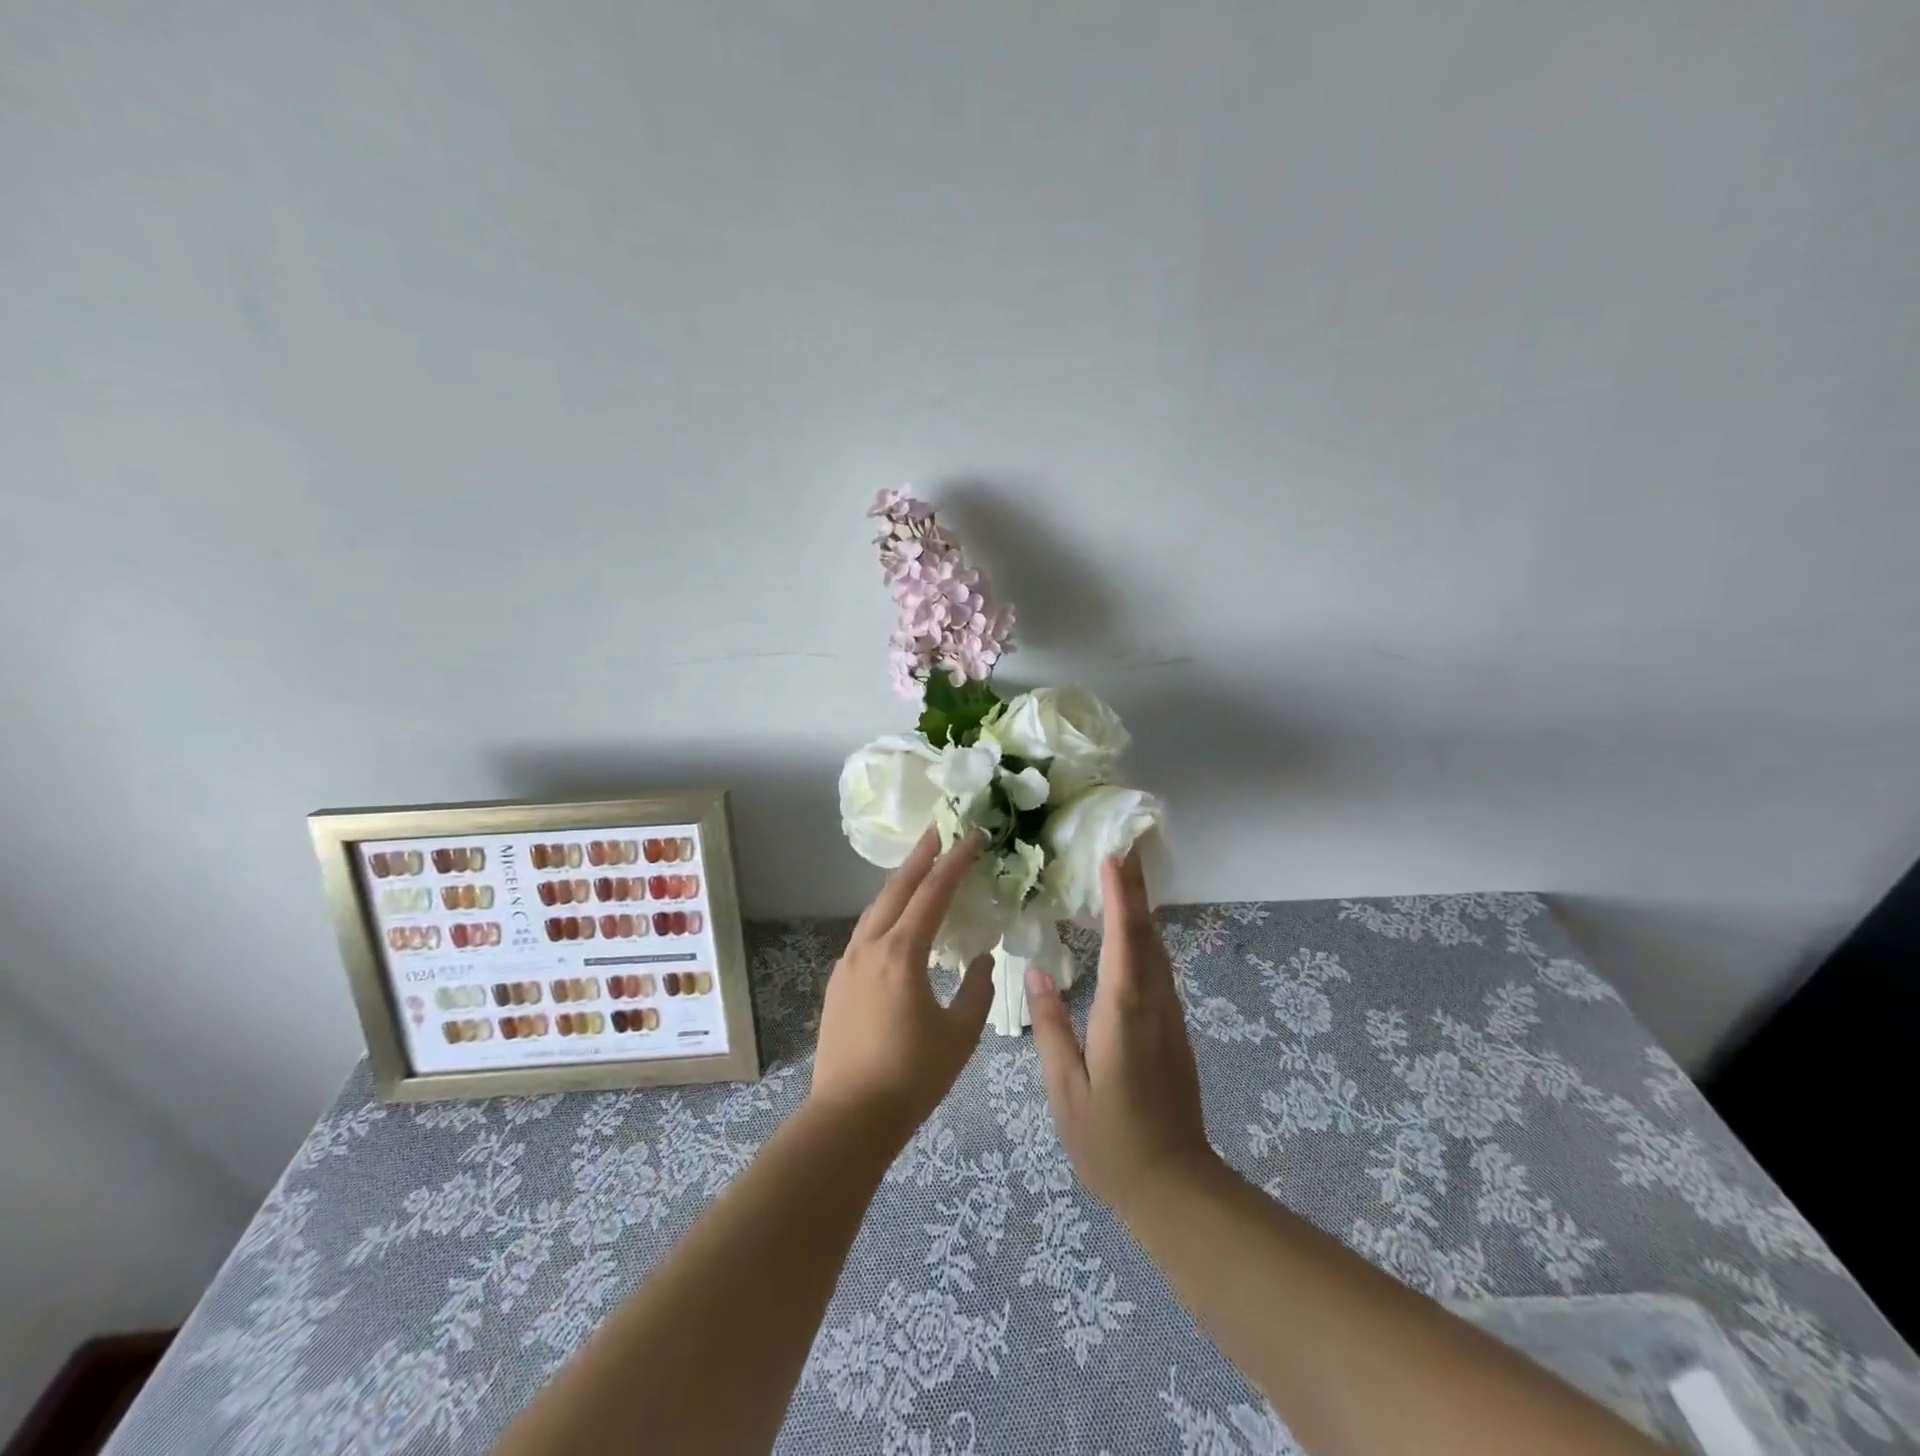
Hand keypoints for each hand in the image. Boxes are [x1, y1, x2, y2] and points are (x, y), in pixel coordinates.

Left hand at [809, 829, 994, 1144]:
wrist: (849, 1117)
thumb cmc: (912, 1076)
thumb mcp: (960, 1034)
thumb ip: (977, 989)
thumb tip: (981, 958)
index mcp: (902, 954)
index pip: (933, 893)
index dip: (955, 861)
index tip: (972, 836)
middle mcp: (869, 947)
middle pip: (897, 888)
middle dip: (920, 856)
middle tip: (940, 830)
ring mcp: (847, 962)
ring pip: (876, 908)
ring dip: (900, 883)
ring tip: (921, 867)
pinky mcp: (838, 981)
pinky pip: (866, 931)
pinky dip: (886, 912)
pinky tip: (897, 921)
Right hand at [1027, 853, 1217, 1212]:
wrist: (1174, 1186)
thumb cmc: (1110, 1140)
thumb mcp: (1067, 1088)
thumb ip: (1053, 1027)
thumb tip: (1036, 973)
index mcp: (1125, 1013)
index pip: (1125, 940)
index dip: (1120, 896)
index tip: (1113, 857)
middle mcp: (1154, 1005)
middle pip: (1148, 935)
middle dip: (1137, 890)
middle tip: (1123, 849)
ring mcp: (1170, 1017)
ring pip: (1158, 951)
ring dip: (1143, 911)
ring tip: (1125, 878)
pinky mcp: (1174, 1031)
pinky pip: (1159, 970)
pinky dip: (1145, 939)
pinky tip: (1133, 934)